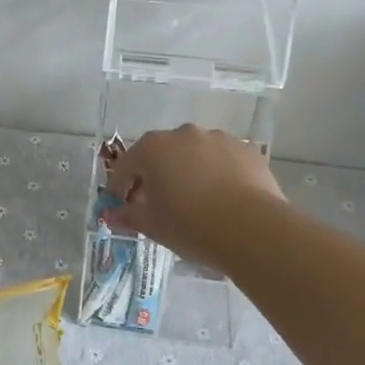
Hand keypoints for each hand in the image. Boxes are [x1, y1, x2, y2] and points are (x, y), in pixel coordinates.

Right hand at [106, 125, 284, 268]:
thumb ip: (127, 215)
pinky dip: (218, 174)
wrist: (253, 230)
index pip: (126, 166)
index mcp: (153, 148)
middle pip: (161, 154)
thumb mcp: (151, 225)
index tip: (123, 206)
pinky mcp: (247, 150)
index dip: (121, 187)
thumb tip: (112, 215)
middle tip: (159, 204)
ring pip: (194, 154)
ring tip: (196, 201)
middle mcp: (184, 134)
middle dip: (156, 176)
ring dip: (189, 171)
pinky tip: (224, 198)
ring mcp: (218, 138)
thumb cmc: (190, 225)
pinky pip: (223, 160)